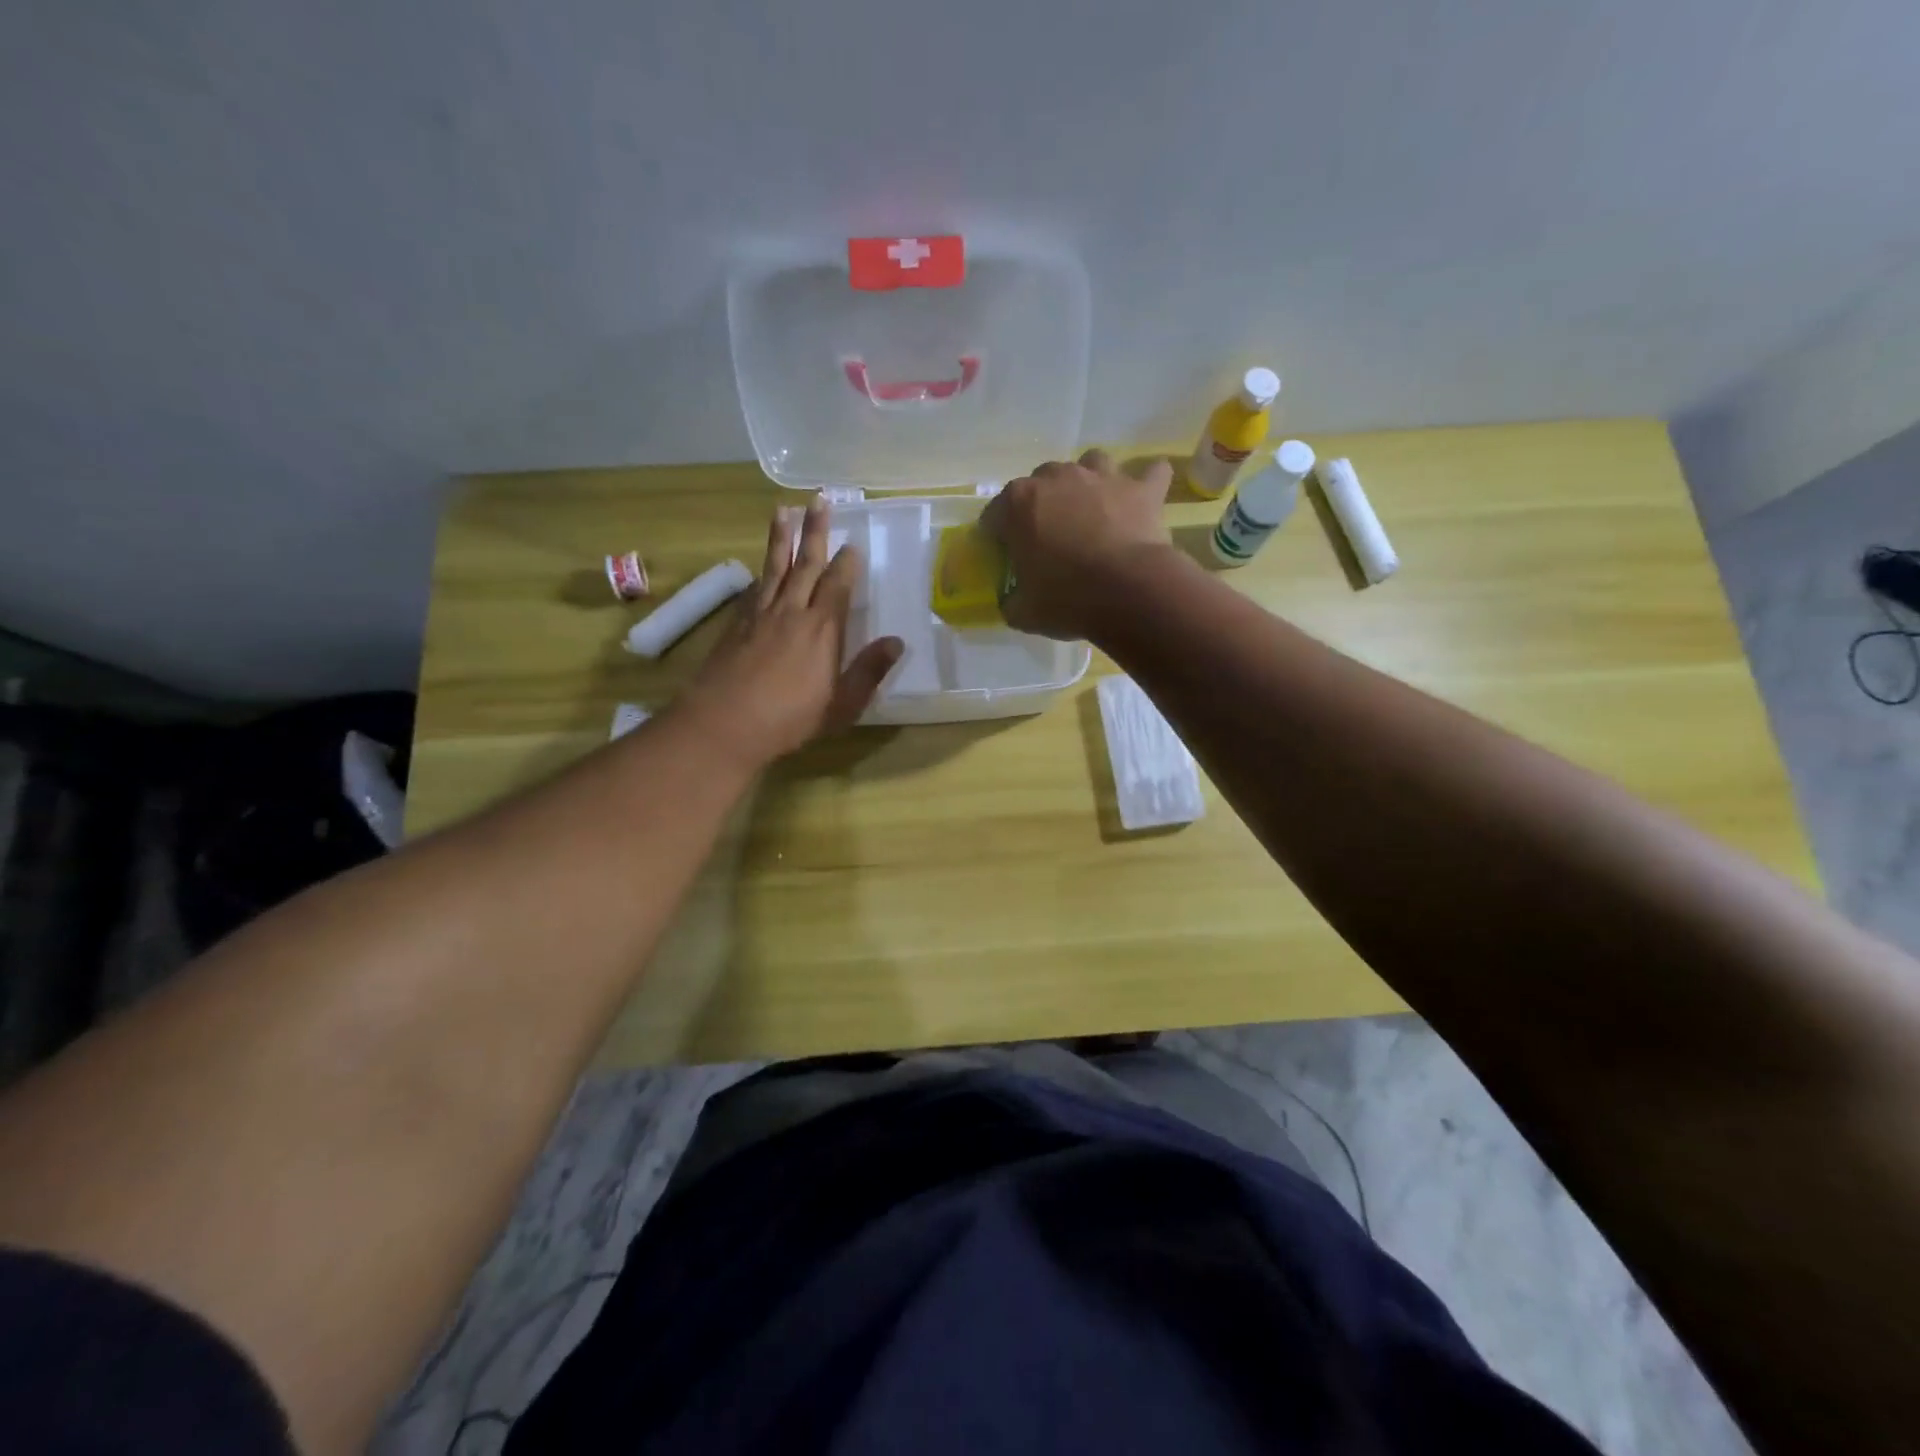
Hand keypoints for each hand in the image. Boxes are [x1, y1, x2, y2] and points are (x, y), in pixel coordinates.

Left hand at [676, 500, 902, 767]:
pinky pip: (752, 589)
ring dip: (781, 538)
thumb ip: (868, 671)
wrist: (725, 723)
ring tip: (782, 510)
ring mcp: (760, 616)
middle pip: (806, 564)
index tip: (852, 544)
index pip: (837, 585)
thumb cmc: (790, 718)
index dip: (846, 563)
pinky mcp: (735, 625)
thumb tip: (897, 642)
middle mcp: (792, 612)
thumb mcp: (841, 704)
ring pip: (774, 567)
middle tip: (819, 499)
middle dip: (815, 531)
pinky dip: (760, 574)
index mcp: (822, 629)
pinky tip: (760, 569)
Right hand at [979, 449, 1176, 639]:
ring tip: (1094, 509)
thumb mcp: (1023, 612)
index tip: (1008, 555)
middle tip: (1051, 538)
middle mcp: (1056, 477)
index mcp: (1018, 504)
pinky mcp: (1141, 488)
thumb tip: (1013, 600)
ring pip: (1091, 462)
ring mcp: (1101, 476)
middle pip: (1041, 482)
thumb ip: (1012, 599)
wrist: (1128, 592)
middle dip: (1043, 505)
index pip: (995, 513)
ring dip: (1090, 482)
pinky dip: (1147, 483)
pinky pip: (1151, 473)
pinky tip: (1145, 499)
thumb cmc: (1066, 599)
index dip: (999, 535)